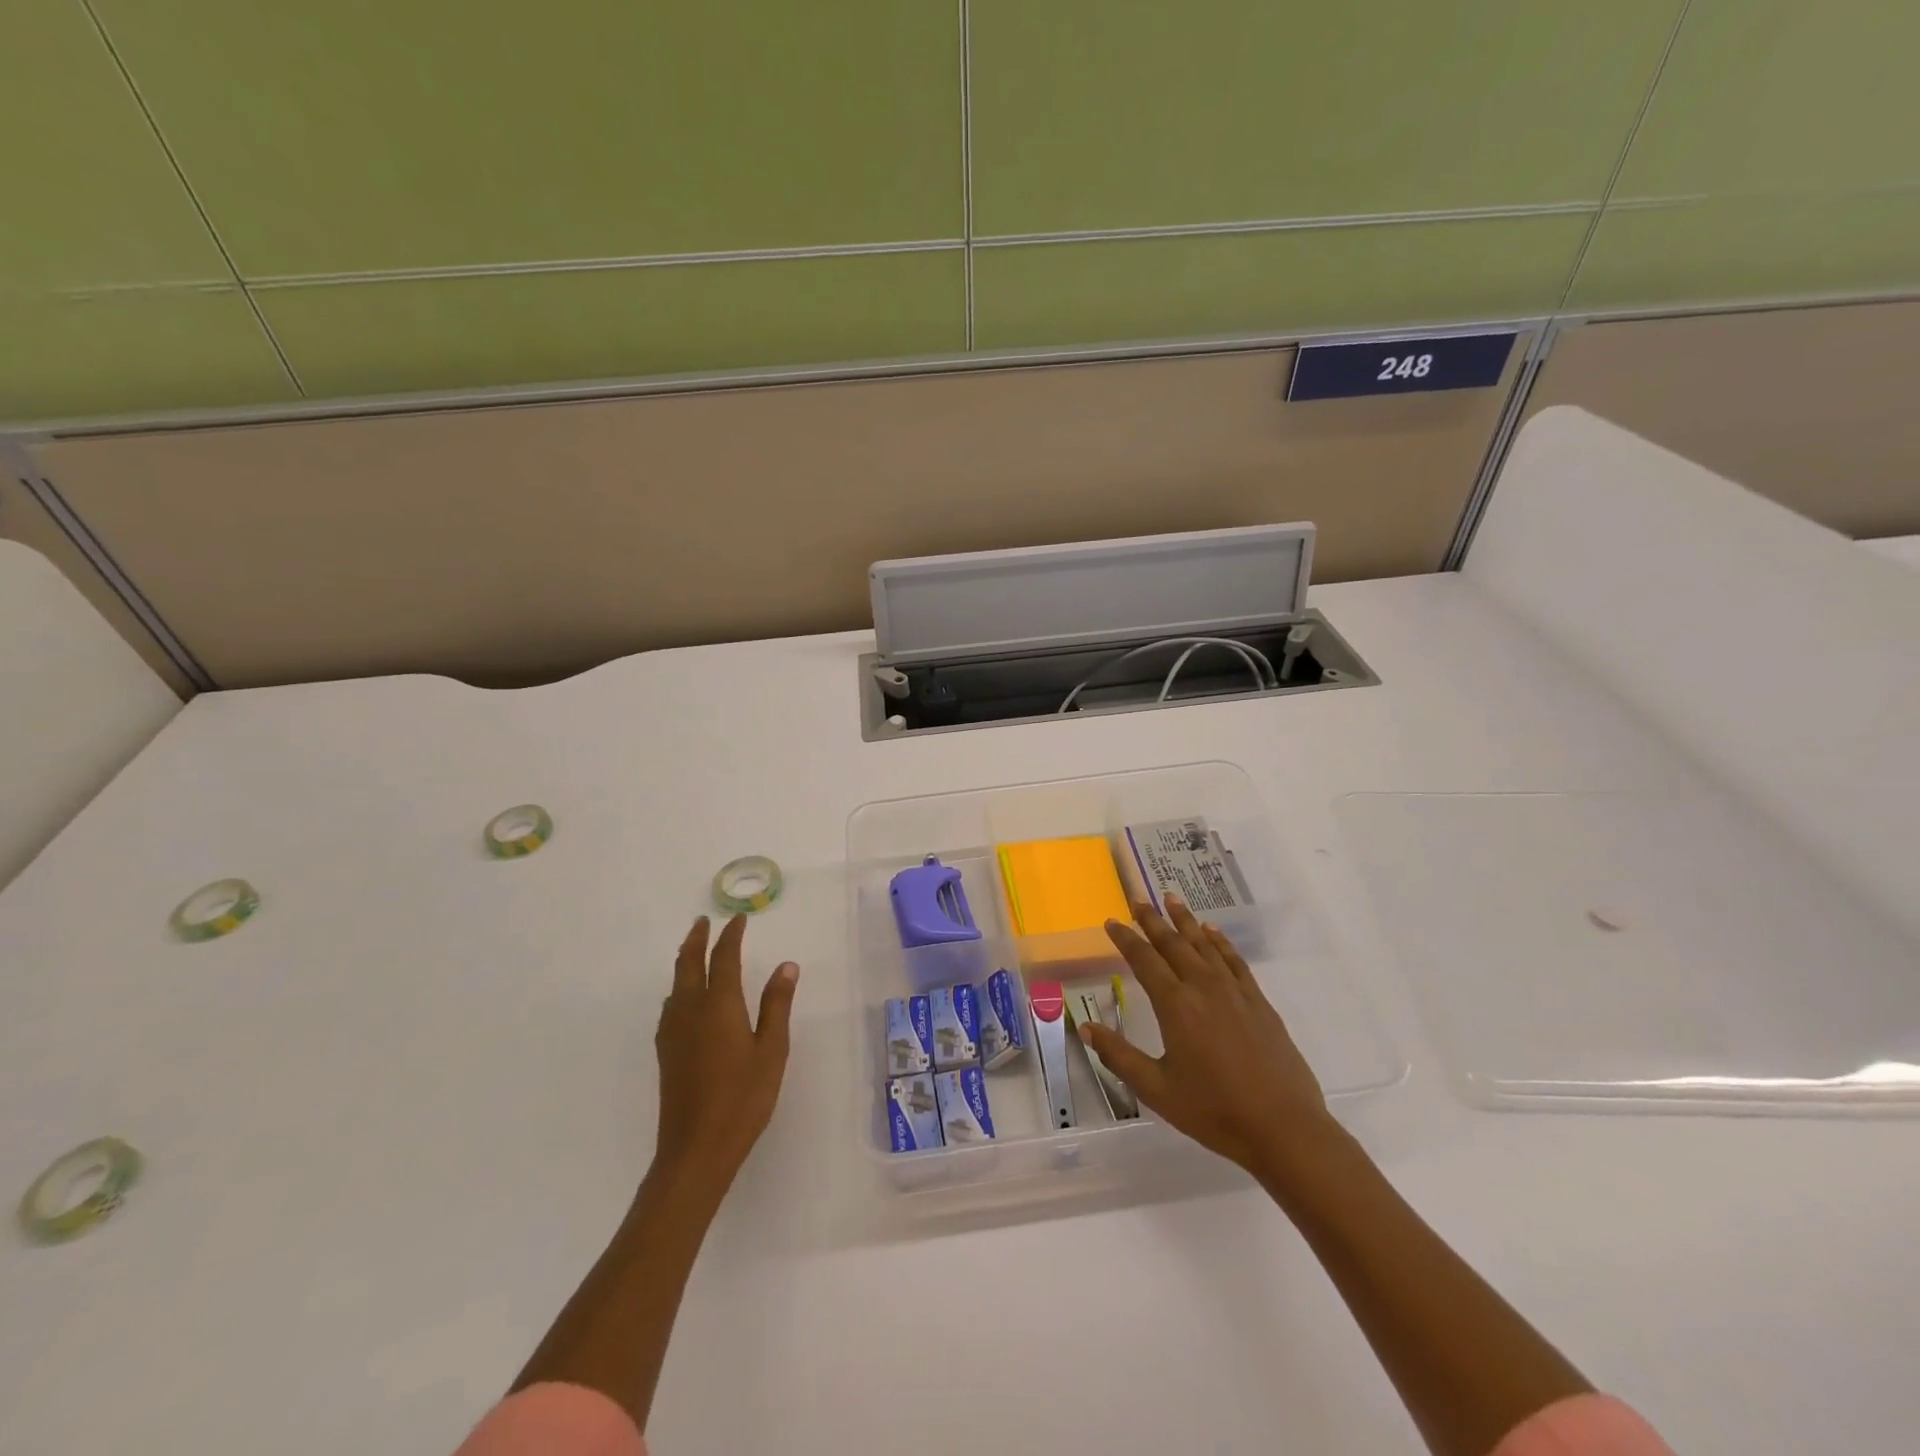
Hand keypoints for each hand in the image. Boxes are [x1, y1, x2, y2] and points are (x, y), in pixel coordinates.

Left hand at [651, 915, 798, 1194]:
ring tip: (695, 951)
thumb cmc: (743, 1098)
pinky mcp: (666, 1052)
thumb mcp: (772, 1050)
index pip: (724, 958)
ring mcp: (673, 1032)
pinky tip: (684, 998)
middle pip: (688, 964)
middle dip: (696, 939)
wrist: (696, 1149)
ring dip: (685, 960)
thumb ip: (777, 1005)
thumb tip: (786, 965)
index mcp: (719, 1005)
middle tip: (704, 922)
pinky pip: (671, 1005)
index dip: (731, 935)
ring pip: (675, 984)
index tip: (738, 919)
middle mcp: (691, 1010)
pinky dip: (679, 987)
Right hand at [1085, 897, 1331, 1178]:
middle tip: (1139, 899)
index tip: (1111, 921)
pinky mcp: (1259, 1002)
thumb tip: (1086, 1028)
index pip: (1144, 960)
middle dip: (1153, 920)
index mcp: (1176, 1005)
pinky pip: (1235, 960)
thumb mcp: (1156, 1089)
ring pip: (1205, 944)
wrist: (1283, 1128)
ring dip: (1186, 920)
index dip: (1126, 938)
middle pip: (1174, 943)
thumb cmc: (1213, 1111)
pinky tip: (1213, 933)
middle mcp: (1203, 987)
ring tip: (1172, 899)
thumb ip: (1119, 1056)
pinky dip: (1221, 942)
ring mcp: (1235, 992)